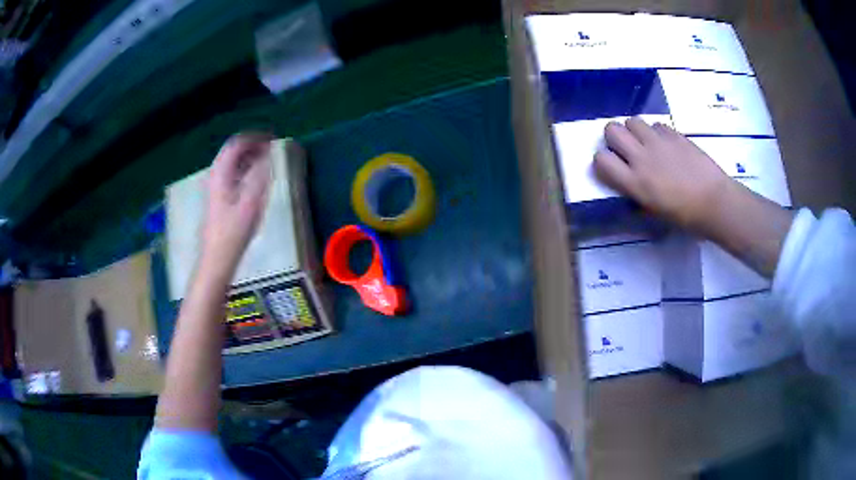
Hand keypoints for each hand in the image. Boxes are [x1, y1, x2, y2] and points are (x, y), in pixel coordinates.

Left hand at [201, 133, 272, 273]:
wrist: (216, 258)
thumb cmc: (233, 233)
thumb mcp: (251, 204)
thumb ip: (260, 176)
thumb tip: (268, 155)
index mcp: (221, 174)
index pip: (236, 144)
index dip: (254, 138)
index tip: (272, 139)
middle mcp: (215, 176)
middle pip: (231, 151)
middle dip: (251, 145)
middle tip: (270, 147)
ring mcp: (214, 187)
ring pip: (231, 162)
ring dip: (248, 157)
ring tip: (265, 159)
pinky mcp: (217, 198)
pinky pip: (230, 174)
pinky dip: (243, 169)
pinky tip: (254, 177)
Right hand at [594, 117, 733, 231]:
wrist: (715, 202)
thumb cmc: (685, 216)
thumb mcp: (654, 212)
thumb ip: (636, 192)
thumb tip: (628, 181)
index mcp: (634, 183)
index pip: (601, 159)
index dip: (603, 161)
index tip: (612, 166)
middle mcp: (641, 157)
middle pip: (611, 129)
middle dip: (614, 137)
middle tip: (626, 149)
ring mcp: (658, 142)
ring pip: (632, 121)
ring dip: (635, 131)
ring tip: (646, 144)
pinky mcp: (674, 134)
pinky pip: (656, 124)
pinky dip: (656, 132)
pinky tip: (667, 145)